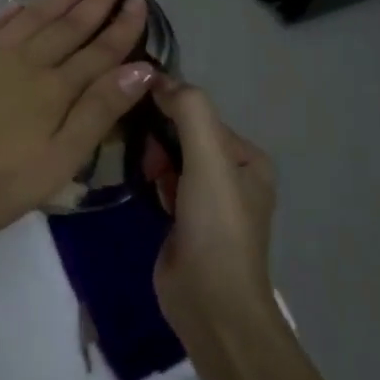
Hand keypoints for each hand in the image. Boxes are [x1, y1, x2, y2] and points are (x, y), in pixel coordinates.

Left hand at [0, 0, 158, 235]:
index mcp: (55, 90)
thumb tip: (140, 69)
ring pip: (34, 16)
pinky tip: (24, 1)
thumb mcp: (58, 160)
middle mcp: (27, 63)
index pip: (99, 51)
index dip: (122, 26)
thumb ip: (97, 112)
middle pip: (68, 25)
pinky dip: (15, 10)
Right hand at [143, 82, 277, 328]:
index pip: (201, 116)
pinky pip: (162, 185)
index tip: (136, 111)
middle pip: (184, 136)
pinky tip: (135, 182)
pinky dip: (149, 179)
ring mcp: (206, 201)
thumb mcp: (208, 160)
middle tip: (135, 147)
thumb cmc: (216, 226)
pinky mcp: (183, 222)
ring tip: (131, 162)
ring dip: (150, 157)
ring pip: (170, 160)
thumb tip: (158, 78)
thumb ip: (189, 112)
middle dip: (157, 136)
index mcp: (248, 159)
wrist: (210, 301)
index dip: (169, 110)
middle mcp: (231, 176)